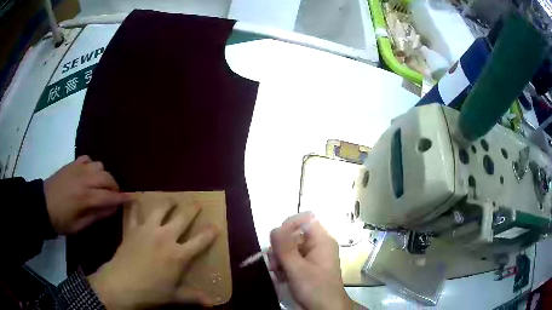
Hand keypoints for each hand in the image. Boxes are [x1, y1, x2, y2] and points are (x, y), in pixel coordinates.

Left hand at [44, 155, 129, 234]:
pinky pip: (87, 159)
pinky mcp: (72, 164)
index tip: (132, 199)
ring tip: (100, 185)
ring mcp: (77, 169)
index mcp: (85, 198)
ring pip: (99, 166)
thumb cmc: (61, 220)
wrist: (42, 205)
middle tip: (114, 196)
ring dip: (104, 176)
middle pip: (107, 177)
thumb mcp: (79, 226)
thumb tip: (112, 208)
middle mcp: (84, 180)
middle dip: (115, 186)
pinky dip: (92, 166)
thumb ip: (97, 215)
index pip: (109, 196)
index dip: (122, 198)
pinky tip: (88, 175)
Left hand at [88, 198, 218, 308]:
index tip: (216, 225)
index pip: (199, 241)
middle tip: (197, 202)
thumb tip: (213, 303)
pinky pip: (134, 214)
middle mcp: (165, 238)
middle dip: (192, 209)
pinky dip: (135, 206)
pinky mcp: (132, 229)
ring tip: (171, 199)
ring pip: (159, 210)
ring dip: (167, 203)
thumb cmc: (151, 292)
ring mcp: (147, 230)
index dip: (210, 232)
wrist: (121, 284)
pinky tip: (134, 200)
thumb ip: (194, 297)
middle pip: (182, 218)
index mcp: (178, 255)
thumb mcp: (174, 296)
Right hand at [270, 212, 353, 309]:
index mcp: (322, 240)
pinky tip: (280, 277)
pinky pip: (290, 259)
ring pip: (289, 248)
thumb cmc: (316, 289)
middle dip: (280, 247)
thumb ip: (285, 248)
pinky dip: (283, 266)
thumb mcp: (298, 269)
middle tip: (274, 263)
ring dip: (279, 258)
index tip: (277, 239)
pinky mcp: (306, 267)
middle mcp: (317, 245)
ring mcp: (311, 256)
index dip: (289, 224)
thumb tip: (274, 227)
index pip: (305, 218)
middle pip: (293, 234)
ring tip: (276, 272)